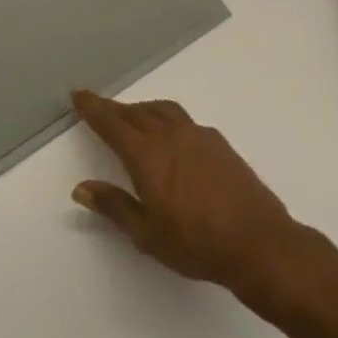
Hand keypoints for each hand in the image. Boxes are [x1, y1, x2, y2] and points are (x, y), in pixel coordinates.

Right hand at [70, 90, 307, 301]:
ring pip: (163, 111)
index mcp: (148, 156)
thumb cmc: (196, 244)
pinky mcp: (220, 144)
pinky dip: (167, 119)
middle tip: (99, 106)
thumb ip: (114, 206)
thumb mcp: (147, 234)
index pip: (112, 124)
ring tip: (133, 116)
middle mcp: (171, 137)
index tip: (79, 93)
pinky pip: (184, 120)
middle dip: (114, 108)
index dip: (93, 108)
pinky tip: (171, 136)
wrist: (258, 242)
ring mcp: (199, 136)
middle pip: (136, 113)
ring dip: (142, 109)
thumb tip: (82, 188)